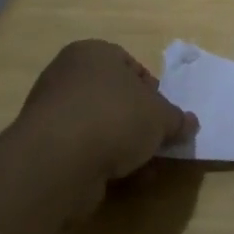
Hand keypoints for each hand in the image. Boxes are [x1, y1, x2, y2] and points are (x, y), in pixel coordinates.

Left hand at [18, 40, 197, 216]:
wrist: (58, 162)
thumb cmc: (115, 118)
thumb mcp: (161, 116)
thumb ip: (177, 119)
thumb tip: (189, 124)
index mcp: (93, 53)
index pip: (131, 66)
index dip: (153, 92)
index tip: (164, 116)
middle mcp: (68, 76)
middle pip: (115, 98)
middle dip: (138, 122)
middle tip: (156, 142)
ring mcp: (52, 113)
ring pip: (99, 127)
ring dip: (123, 148)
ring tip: (144, 168)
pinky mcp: (44, 148)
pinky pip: (82, 151)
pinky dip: (102, 164)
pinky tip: (122, 181)